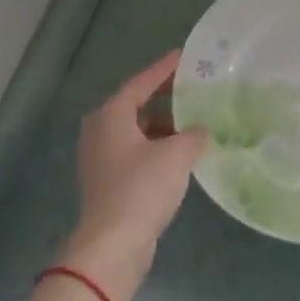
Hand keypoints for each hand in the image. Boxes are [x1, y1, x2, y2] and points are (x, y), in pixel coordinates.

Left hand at [65, 50, 206, 300]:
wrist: (113, 244)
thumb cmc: (142, 188)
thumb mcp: (178, 154)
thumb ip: (194, 133)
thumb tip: (200, 129)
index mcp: (111, 116)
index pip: (141, 82)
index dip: (164, 68)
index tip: (185, 56)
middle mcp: (100, 131)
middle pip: (136, 104)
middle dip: (165, 97)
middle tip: (193, 87)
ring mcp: (100, 158)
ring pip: (137, 131)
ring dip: (163, 125)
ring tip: (194, 121)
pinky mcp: (107, 182)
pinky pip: (136, 152)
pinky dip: (157, 147)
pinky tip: (181, 154)